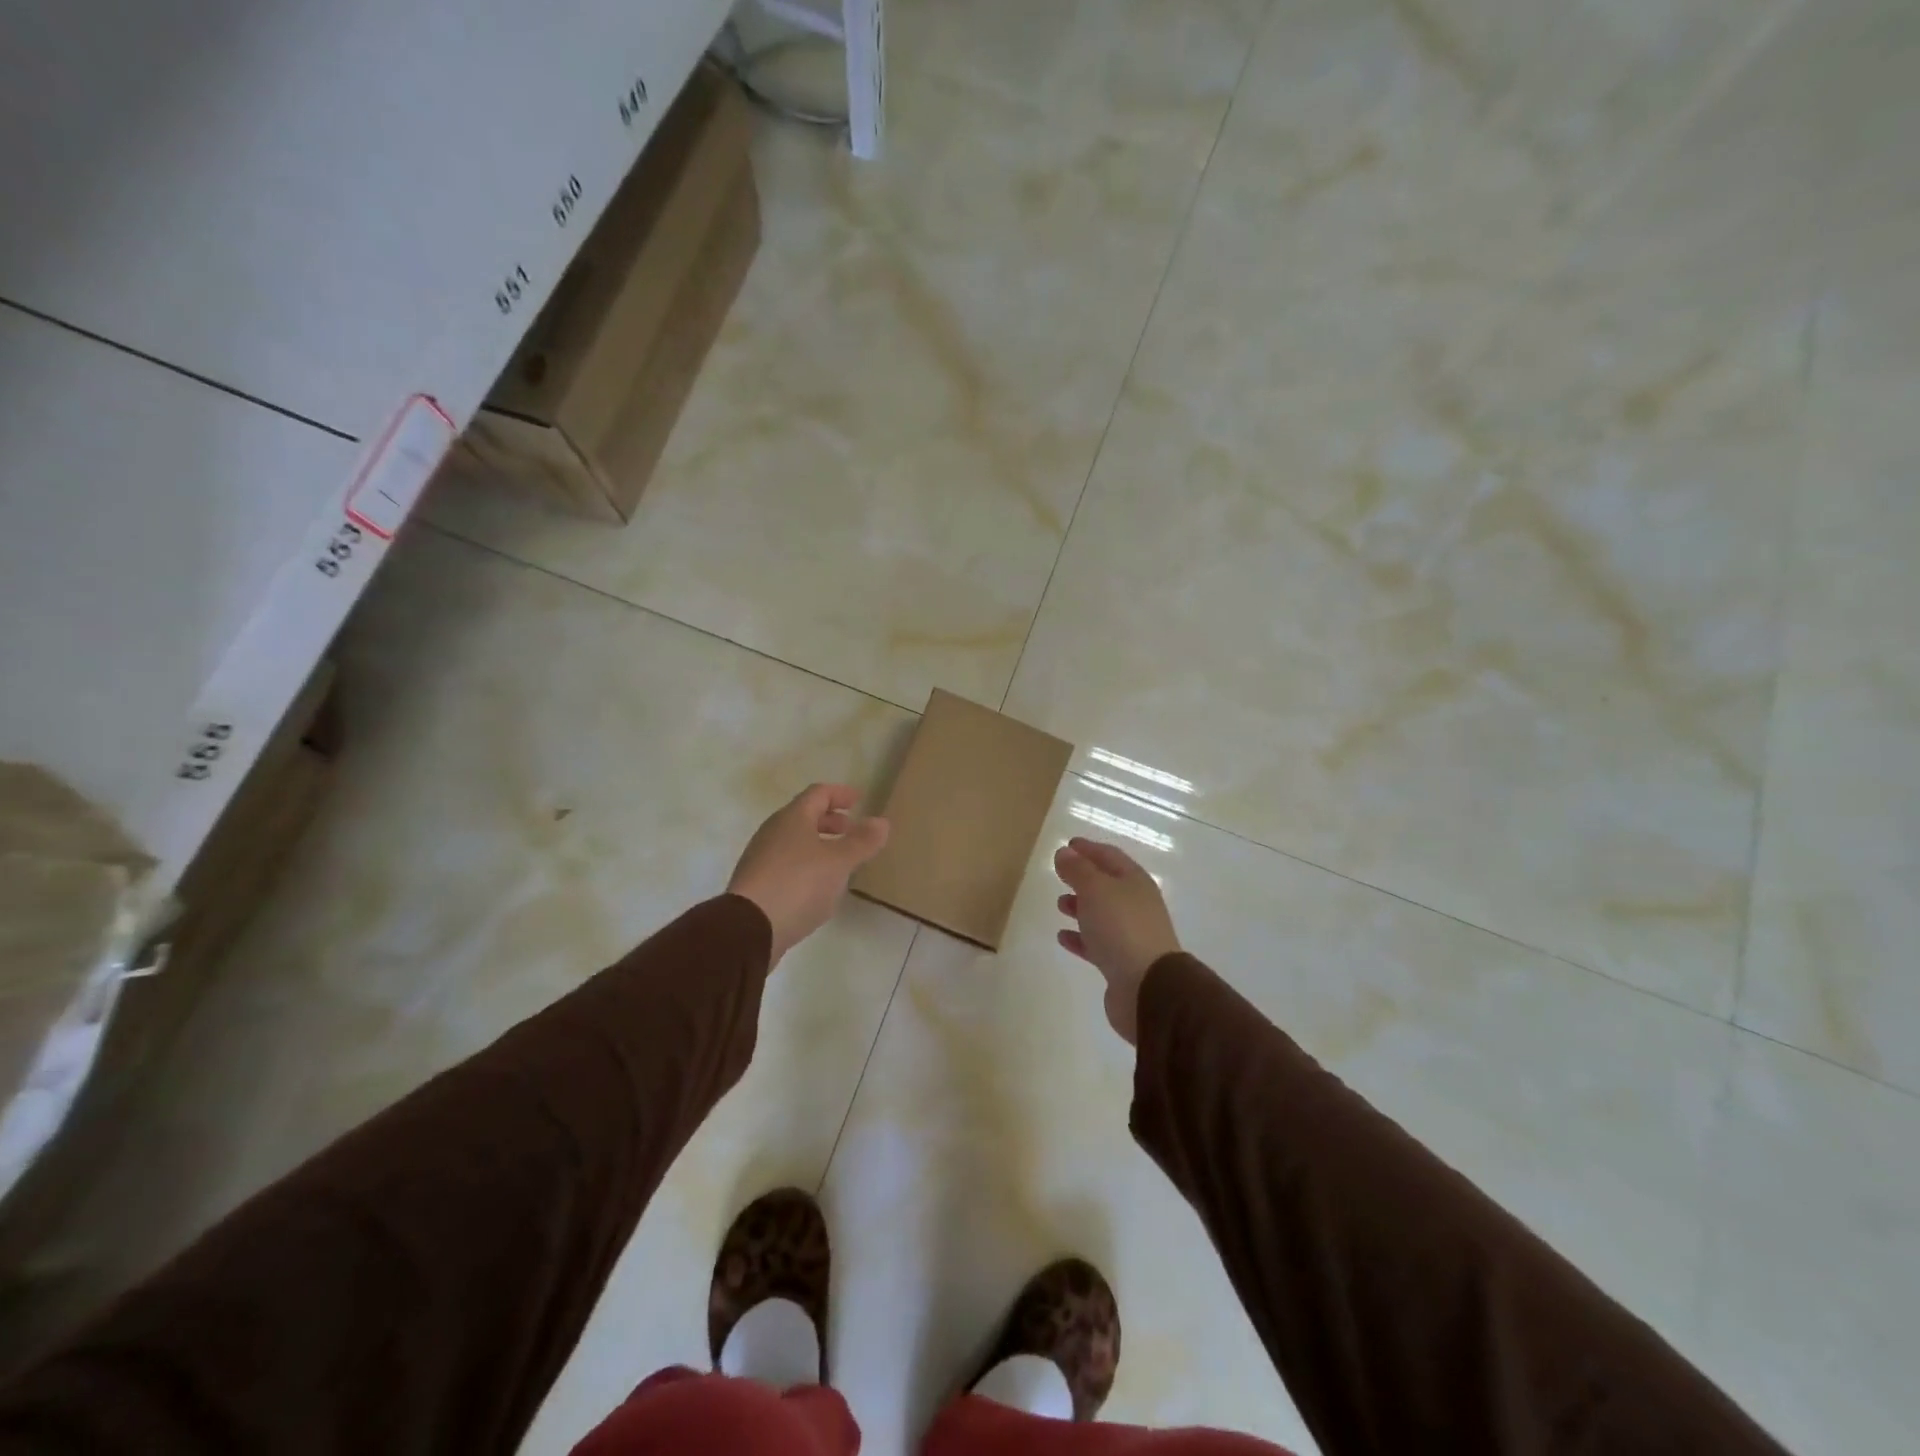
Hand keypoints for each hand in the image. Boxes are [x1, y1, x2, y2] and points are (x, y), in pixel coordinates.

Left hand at [728, 783, 889, 966]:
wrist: (748, 928)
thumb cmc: (798, 884)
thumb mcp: (839, 862)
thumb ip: (862, 842)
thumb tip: (882, 821)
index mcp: (792, 818)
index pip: (818, 793)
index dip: (840, 794)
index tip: (859, 799)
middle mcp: (773, 832)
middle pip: (803, 816)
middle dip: (829, 820)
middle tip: (850, 829)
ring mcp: (761, 858)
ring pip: (794, 841)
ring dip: (818, 844)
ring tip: (839, 860)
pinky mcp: (756, 884)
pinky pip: (786, 864)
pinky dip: (806, 864)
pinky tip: (818, 886)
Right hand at [1053, 837, 1181, 1044]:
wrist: (1148, 987)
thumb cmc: (1121, 928)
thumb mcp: (1095, 889)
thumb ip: (1078, 870)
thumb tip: (1065, 853)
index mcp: (1135, 882)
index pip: (1110, 856)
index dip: (1089, 849)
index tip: (1068, 844)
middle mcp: (1136, 905)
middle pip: (1108, 885)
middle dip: (1084, 877)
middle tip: (1060, 873)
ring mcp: (1131, 935)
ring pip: (1102, 914)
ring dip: (1081, 907)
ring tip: (1059, 904)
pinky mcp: (1122, 963)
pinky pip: (1097, 943)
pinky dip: (1080, 938)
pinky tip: (1063, 937)